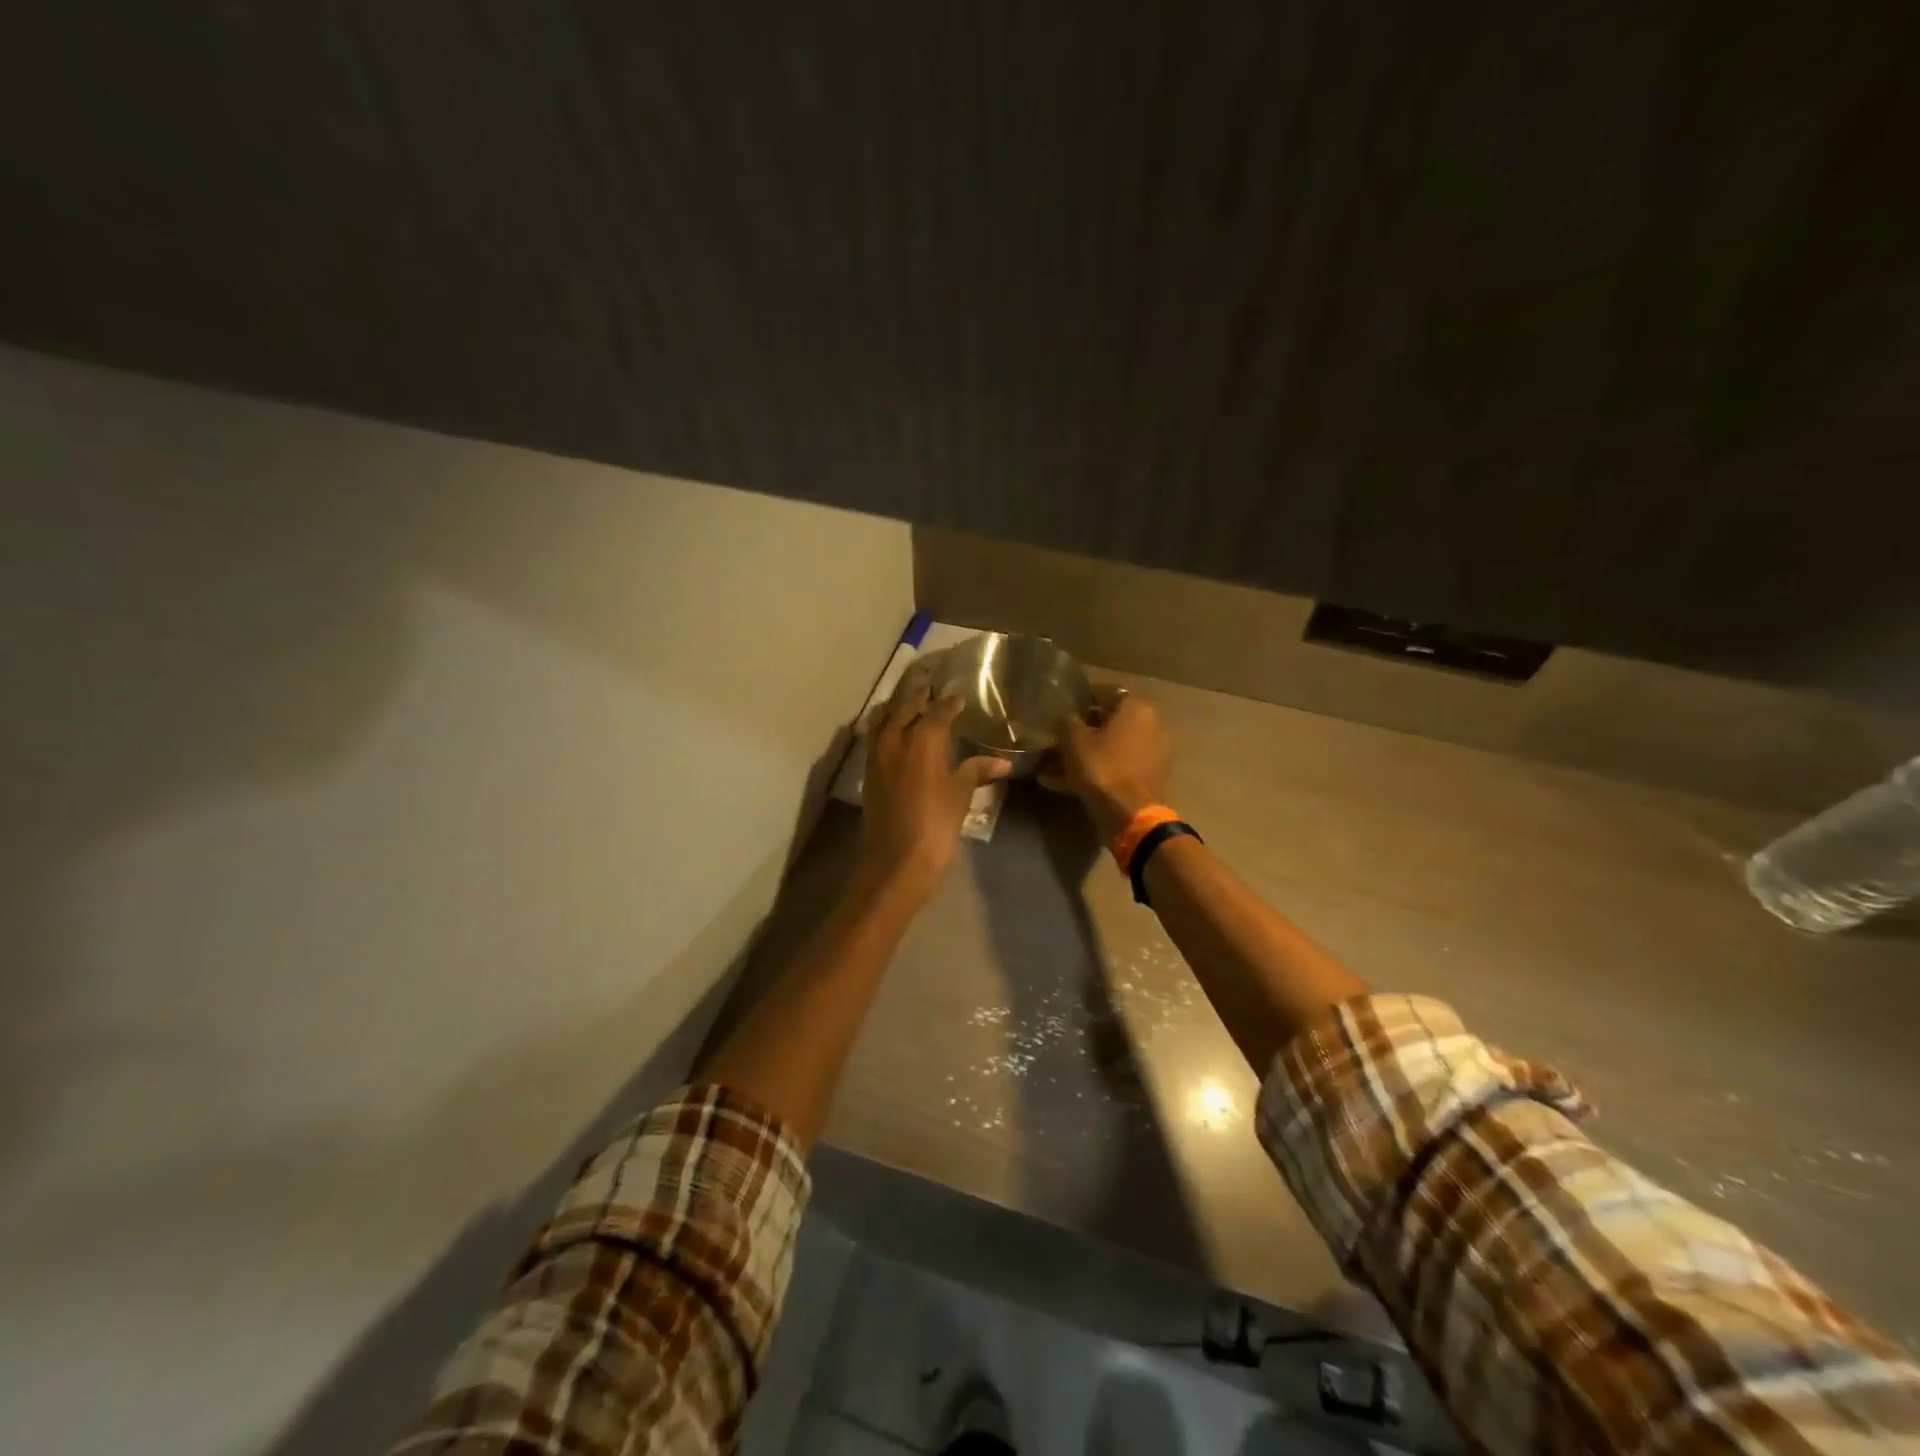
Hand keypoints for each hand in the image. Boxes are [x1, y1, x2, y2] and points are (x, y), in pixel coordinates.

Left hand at [860, 684, 1010, 893]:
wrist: (898, 860)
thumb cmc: (937, 824)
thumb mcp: (960, 795)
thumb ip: (977, 771)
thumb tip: (1002, 762)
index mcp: (923, 739)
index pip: (938, 710)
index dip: (950, 703)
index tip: (959, 699)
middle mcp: (896, 739)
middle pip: (905, 707)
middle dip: (919, 697)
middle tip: (931, 690)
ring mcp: (877, 755)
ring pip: (883, 719)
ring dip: (896, 708)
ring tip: (909, 705)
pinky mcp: (868, 773)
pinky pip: (874, 738)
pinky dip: (884, 728)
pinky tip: (895, 733)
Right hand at [1044, 685, 1171, 841]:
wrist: (1130, 815)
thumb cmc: (1102, 767)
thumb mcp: (1074, 740)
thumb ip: (1068, 722)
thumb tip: (1068, 718)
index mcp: (1136, 708)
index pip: (1106, 692)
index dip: (1081, 699)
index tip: (1061, 708)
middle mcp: (1149, 726)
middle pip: (1108, 723)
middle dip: (1080, 733)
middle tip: (1055, 740)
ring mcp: (1149, 755)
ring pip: (1108, 749)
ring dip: (1082, 756)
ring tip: (1049, 767)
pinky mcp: (1144, 780)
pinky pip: (1113, 769)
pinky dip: (1091, 773)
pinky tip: (1059, 783)